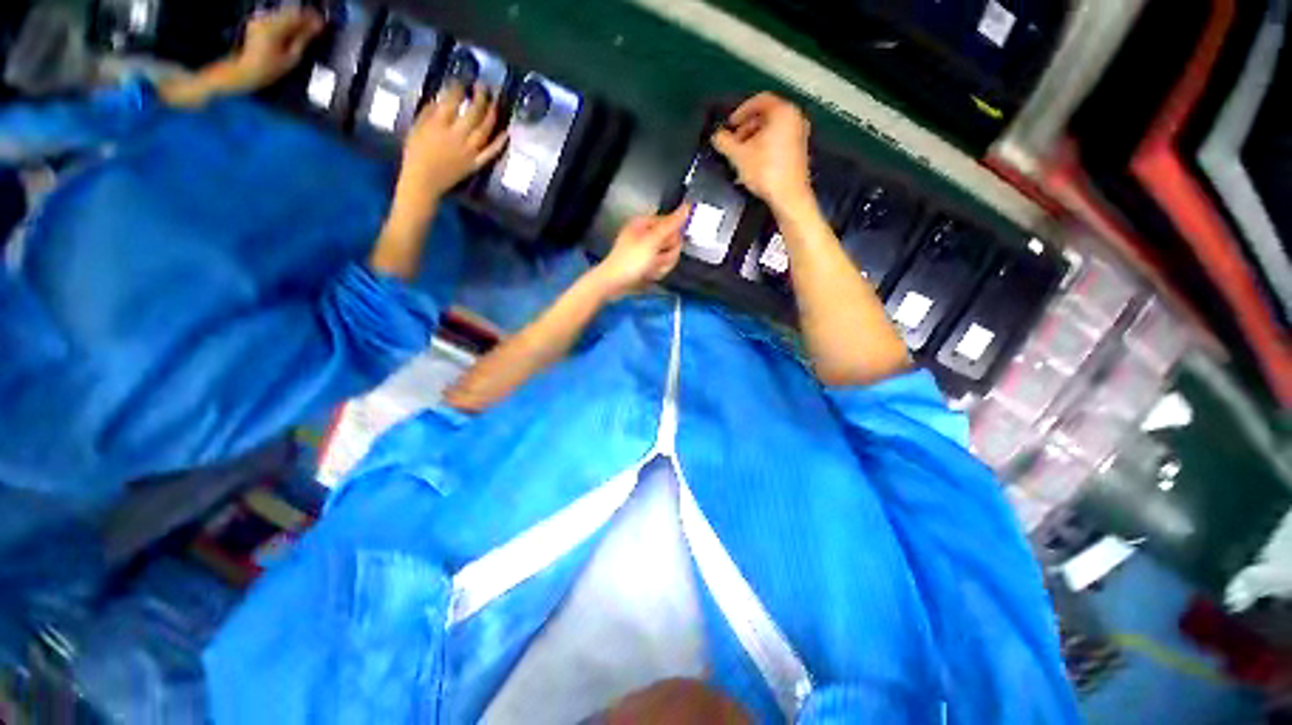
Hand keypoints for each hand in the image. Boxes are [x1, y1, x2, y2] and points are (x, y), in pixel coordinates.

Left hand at [225, 8, 325, 92]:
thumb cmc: (271, 68)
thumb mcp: (292, 56)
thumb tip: (318, 25)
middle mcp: (266, 18)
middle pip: (289, 12)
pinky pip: (275, 17)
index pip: (298, 15)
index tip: (322, 20)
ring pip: (283, 13)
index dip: (312, 17)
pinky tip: (290, 30)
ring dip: (295, 19)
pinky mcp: (257, 21)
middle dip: (303, 18)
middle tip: (316, 25)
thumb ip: (305, 38)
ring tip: (305, 29)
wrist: (247, 70)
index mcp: (275, 26)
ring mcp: (259, 19)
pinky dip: (285, 22)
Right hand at [392, 82, 508, 219]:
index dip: (460, 88)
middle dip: (481, 97)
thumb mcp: (417, 127)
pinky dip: (499, 142)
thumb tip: (444, 100)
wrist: (424, 181)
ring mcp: (469, 151)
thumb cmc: (416, 152)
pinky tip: (506, 133)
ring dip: (492, 115)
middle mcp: (456, 135)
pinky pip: (490, 152)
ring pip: (485, 130)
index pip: (453, 100)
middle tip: (484, 86)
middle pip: (474, 113)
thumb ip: (430, 112)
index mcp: (439, 124)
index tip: (464, 81)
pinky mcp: (476, 163)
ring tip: (496, 103)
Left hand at [591, 205, 689, 299]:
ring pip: (668, 257)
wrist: (613, 284)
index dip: (673, 239)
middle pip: (672, 243)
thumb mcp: (652, 241)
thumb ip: (672, 224)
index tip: (665, 247)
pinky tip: (647, 276)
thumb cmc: (630, 260)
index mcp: (645, 223)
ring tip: (649, 270)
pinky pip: (661, 267)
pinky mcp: (646, 264)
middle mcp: (646, 234)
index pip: (672, 226)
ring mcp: (646, 251)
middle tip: (655, 261)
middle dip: (667, 256)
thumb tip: (688, 206)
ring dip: (662, 266)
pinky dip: (656, 273)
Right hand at [711, 93, 813, 212]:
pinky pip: (778, 141)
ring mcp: (799, 135)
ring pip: (772, 129)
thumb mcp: (738, 156)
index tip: (730, 124)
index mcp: (783, 112)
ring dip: (754, 138)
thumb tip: (717, 137)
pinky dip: (764, 147)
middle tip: (733, 140)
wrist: (788, 196)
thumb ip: (724, 142)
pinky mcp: (798, 151)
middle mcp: (795, 119)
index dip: (741, 111)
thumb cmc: (768, 173)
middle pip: (766, 115)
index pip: (759, 100)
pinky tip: (753, 162)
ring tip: (741, 154)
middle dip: (746, 127)